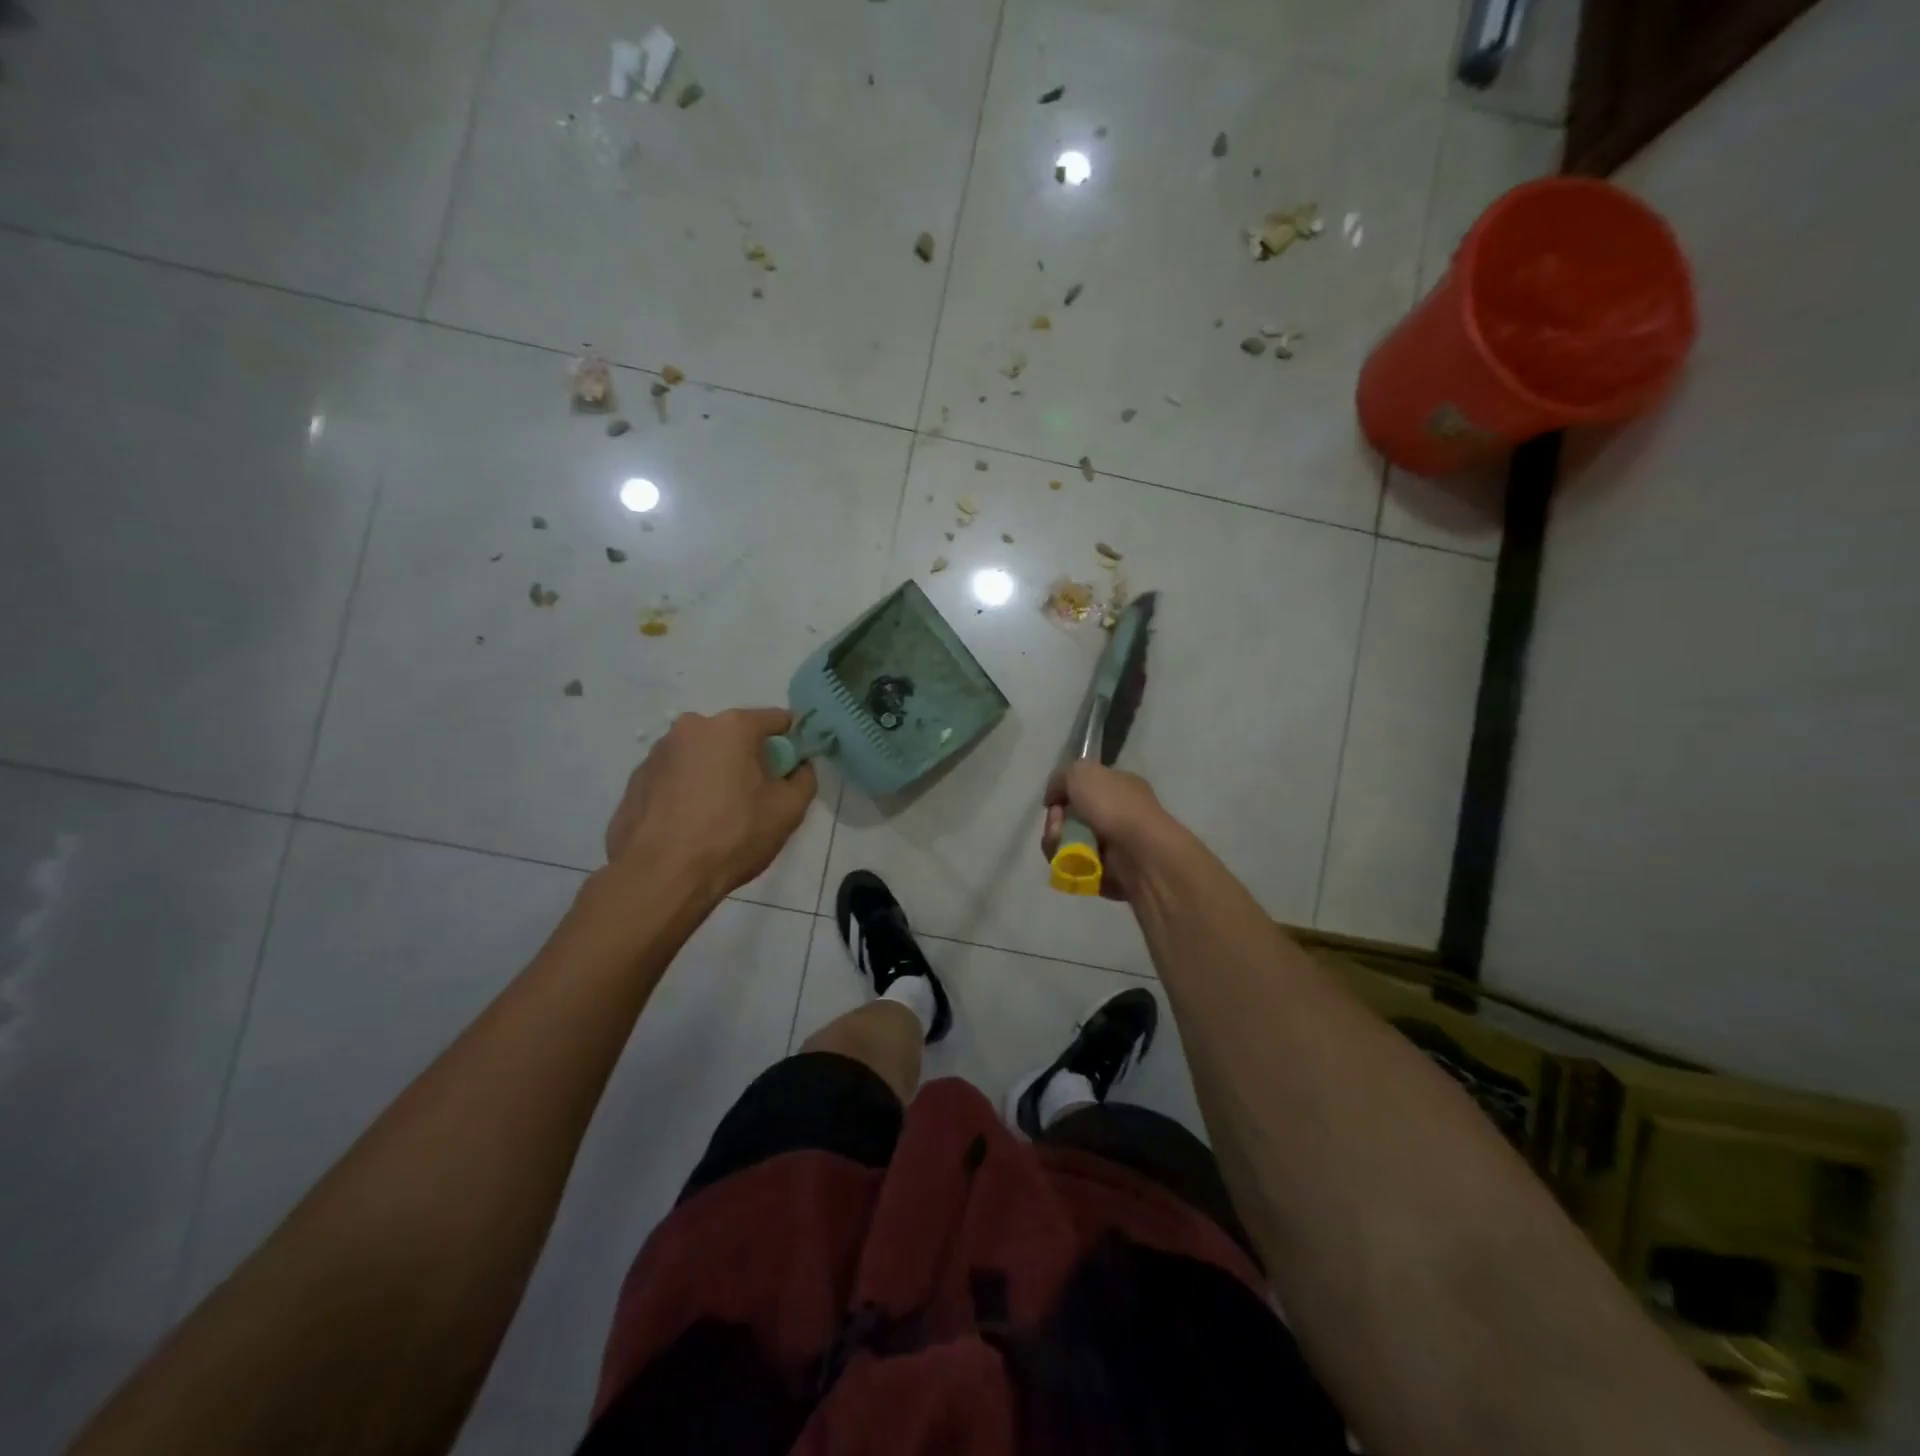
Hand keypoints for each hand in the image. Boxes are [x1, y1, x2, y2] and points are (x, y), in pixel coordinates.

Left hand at [605, 708, 815, 896]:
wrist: (660, 876)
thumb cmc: (733, 836)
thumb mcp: (789, 810)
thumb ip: (805, 778)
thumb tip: (799, 766)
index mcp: (732, 727)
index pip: (777, 720)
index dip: (792, 742)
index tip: (794, 769)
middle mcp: (691, 727)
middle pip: (735, 736)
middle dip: (750, 759)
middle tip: (757, 797)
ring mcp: (658, 752)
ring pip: (702, 756)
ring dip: (716, 774)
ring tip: (719, 816)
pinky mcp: (636, 779)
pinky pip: (675, 777)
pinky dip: (687, 791)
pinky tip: (690, 824)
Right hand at [1042, 762, 1182, 900]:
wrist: (1140, 853)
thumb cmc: (1115, 806)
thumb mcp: (1082, 773)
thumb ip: (1060, 778)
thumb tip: (1053, 799)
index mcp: (1118, 786)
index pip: (1083, 787)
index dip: (1064, 793)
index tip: (1055, 800)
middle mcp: (1116, 814)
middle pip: (1070, 817)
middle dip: (1056, 821)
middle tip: (1058, 824)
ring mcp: (1111, 845)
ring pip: (1067, 842)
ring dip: (1056, 842)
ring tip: (1063, 845)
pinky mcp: (1104, 872)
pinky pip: (1073, 866)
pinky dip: (1066, 863)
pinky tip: (1071, 861)